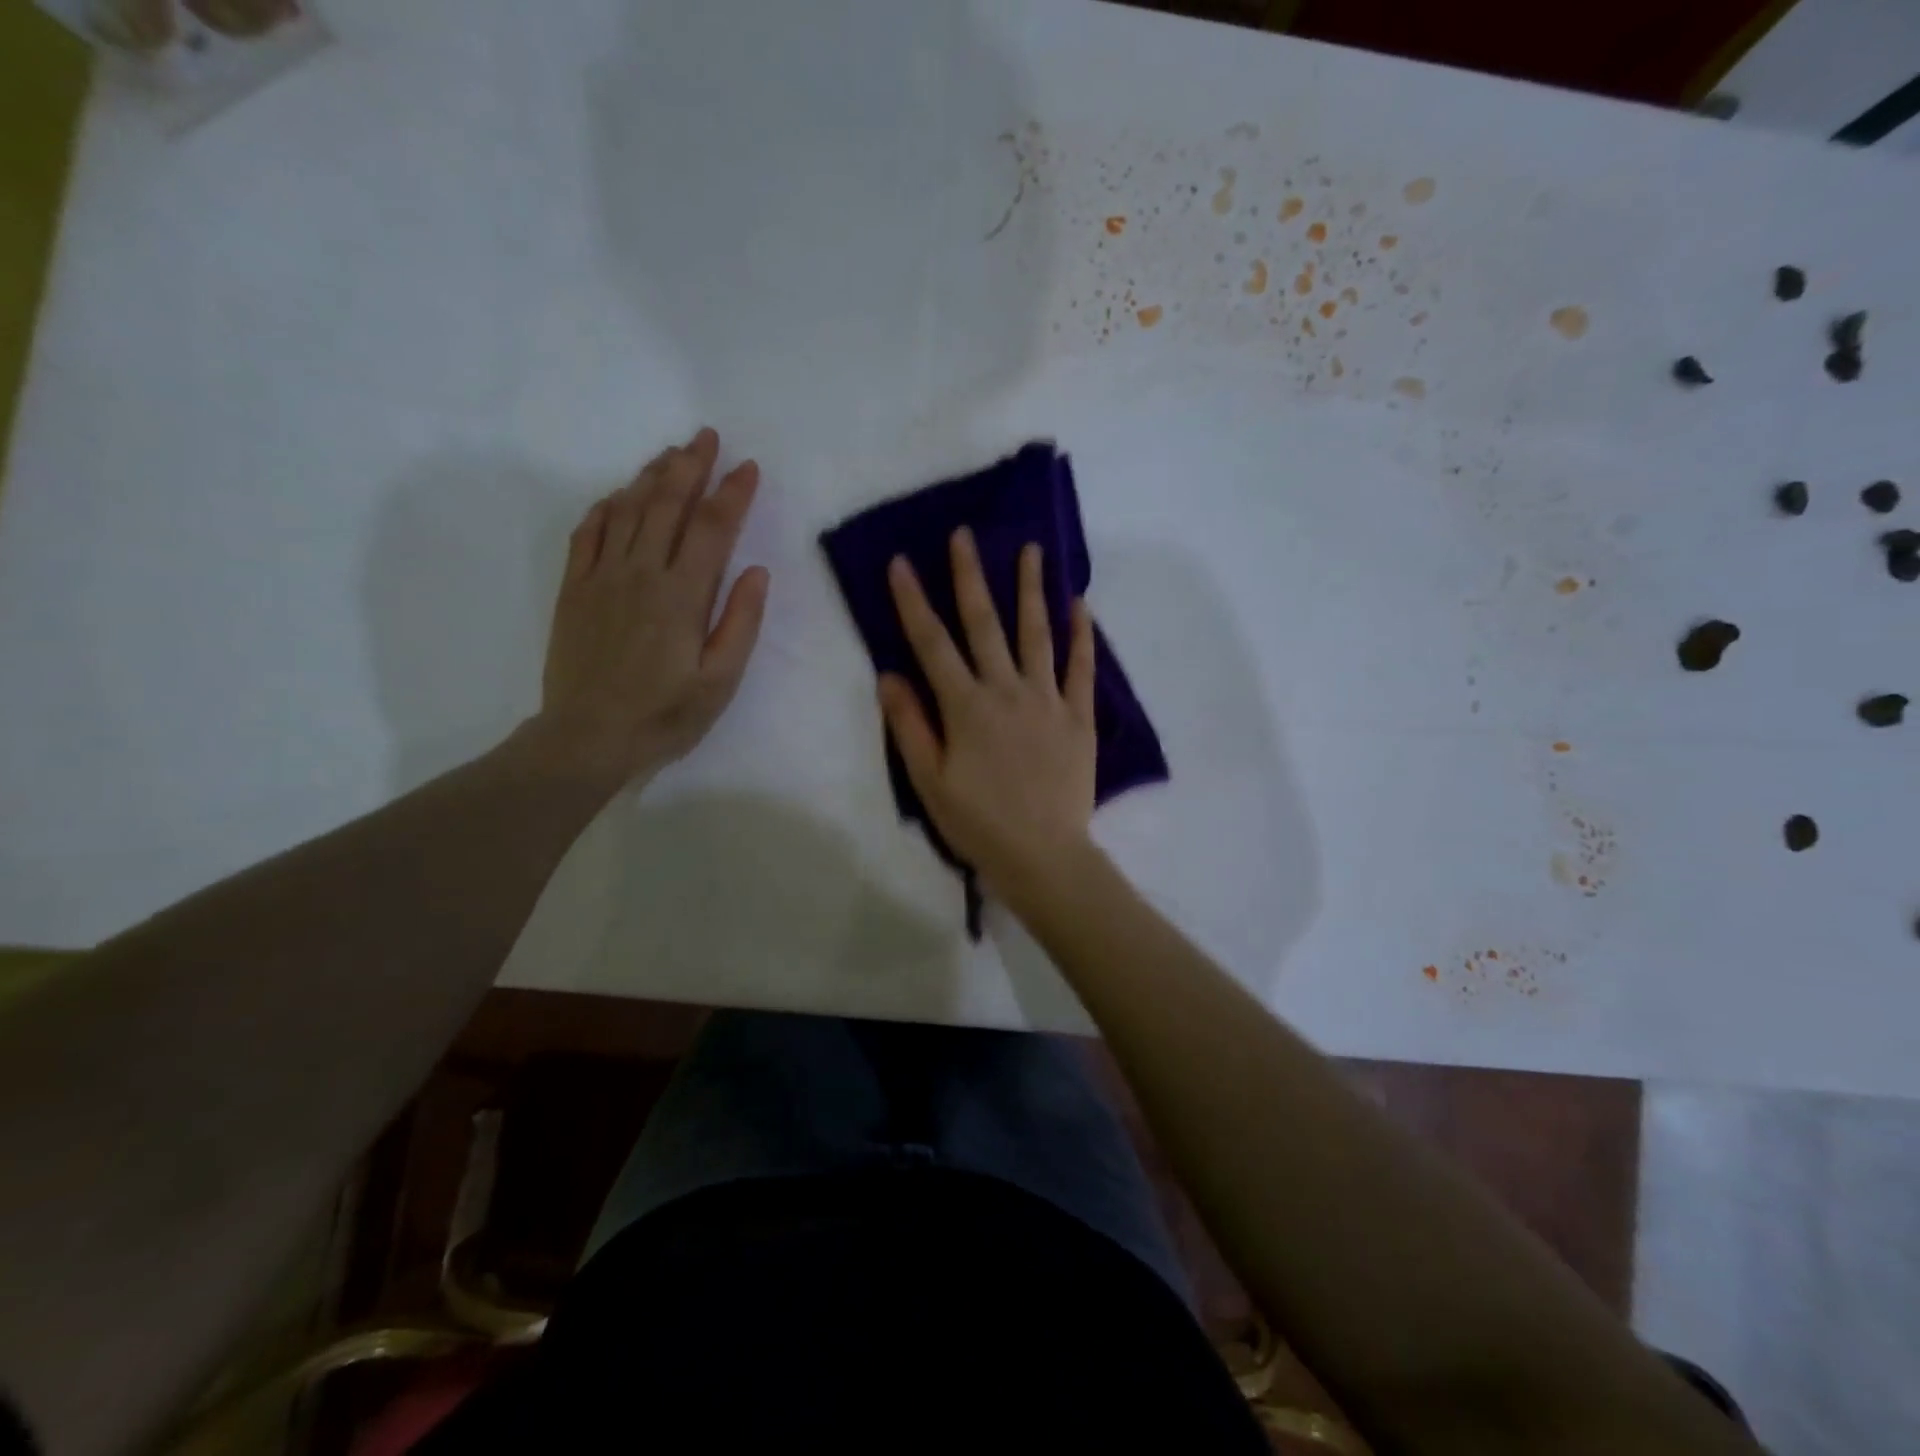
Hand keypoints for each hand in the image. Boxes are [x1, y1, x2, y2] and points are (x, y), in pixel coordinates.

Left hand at [534, 427, 768, 787]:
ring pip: (627, 510)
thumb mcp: (720, 680)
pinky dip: (606, 506)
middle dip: (690, 466)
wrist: (587, 737)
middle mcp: (641, 573)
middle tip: (706, 437)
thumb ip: (740, 623)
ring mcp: (602, 577)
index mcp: (683, 596)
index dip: (733, 493)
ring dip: (651, 476)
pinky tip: (619, 495)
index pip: (713, 528)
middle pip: (667, 505)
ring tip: (670, 454)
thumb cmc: (664, 715)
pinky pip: (588, 532)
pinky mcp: (575, 588)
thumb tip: (756, 571)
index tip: (748, 467)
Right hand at [880, 527, 1096, 895]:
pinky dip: (1082, 634)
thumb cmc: (978, 822)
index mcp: (965, 706)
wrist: (1043, 855)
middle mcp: (1006, 690)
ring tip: (1030, 549)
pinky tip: (1081, 603)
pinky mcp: (1079, 716)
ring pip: (1037, 633)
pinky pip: (1081, 667)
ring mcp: (1047, 699)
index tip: (902, 563)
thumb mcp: (929, 781)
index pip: (932, 643)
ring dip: (1031, 589)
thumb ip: (909, 725)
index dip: (913, 601)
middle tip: (964, 535)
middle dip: (970, 576)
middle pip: (984, 624)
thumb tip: (888, 675)